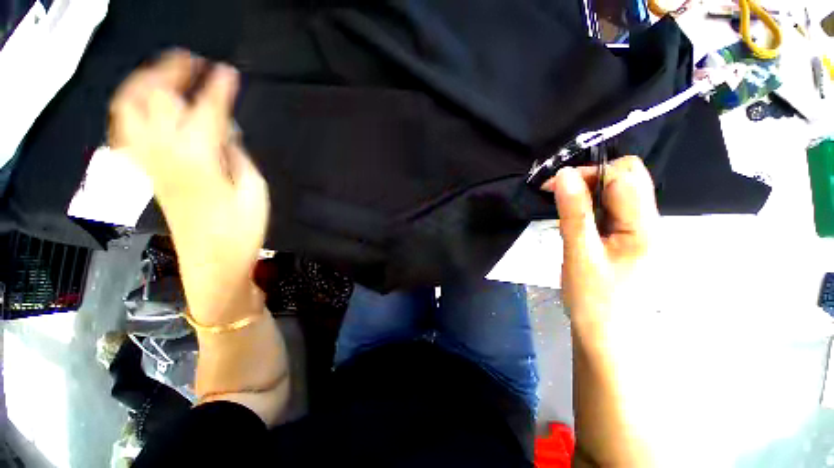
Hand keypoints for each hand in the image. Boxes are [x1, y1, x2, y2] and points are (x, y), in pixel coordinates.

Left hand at [109, 50, 268, 323]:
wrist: (213, 262)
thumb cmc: (242, 230)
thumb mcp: (254, 190)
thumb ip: (237, 155)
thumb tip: (224, 130)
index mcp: (199, 159)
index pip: (206, 109)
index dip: (218, 87)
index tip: (229, 70)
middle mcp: (165, 153)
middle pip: (156, 97)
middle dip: (173, 71)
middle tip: (193, 61)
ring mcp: (149, 162)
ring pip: (130, 108)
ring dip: (144, 83)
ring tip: (164, 72)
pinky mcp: (145, 172)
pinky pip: (125, 131)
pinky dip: (129, 109)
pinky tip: (143, 104)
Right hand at [543, 156, 657, 327]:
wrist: (607, 336)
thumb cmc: (594, 300)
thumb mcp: (579, 254)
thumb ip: (574, 213)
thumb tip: (563, 174)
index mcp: (644, 227)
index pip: (624, 176)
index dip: (589, 173)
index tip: (555, 185)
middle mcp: (648, 222)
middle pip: (628, 178)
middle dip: (590, 177)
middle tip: (560, 193)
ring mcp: (639, 230)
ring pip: (618, 192)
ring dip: (588, 191)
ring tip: (563, 207)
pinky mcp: (627, 238)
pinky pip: (612, 208)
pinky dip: (590, 205)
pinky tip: (575, 219)